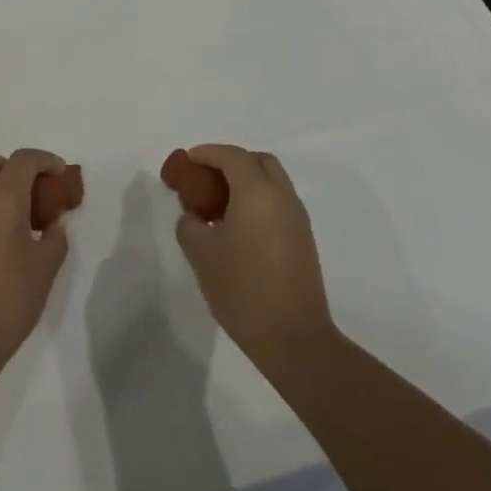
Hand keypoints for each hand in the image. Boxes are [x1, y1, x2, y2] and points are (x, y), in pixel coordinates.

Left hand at [0, 149, 71, 366]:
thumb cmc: (8, 301)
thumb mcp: (45, 269)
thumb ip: (55, 238)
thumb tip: (52, 225)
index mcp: (2, 203)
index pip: (22, 160)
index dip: (44, 160)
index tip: (59, 174)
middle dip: (7, 165)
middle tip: (27, 188)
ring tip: (18, 225)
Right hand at [173, 145, 334, 368]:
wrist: (293, 337)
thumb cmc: (243, 288)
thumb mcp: (202, 254)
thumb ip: (190, 224)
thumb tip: (194, 217)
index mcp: (258, 192)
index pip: (232, 156)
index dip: (208, 153)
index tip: (188, 161)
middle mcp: (282, 197)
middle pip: (258, 162)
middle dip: (231, 162)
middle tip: (206, 178)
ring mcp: (297, 218)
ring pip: (272, 183)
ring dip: (246, 182)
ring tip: (218, 204)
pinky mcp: (303, 240)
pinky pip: (278, 204)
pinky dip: (257, 201)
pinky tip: (237, 226)